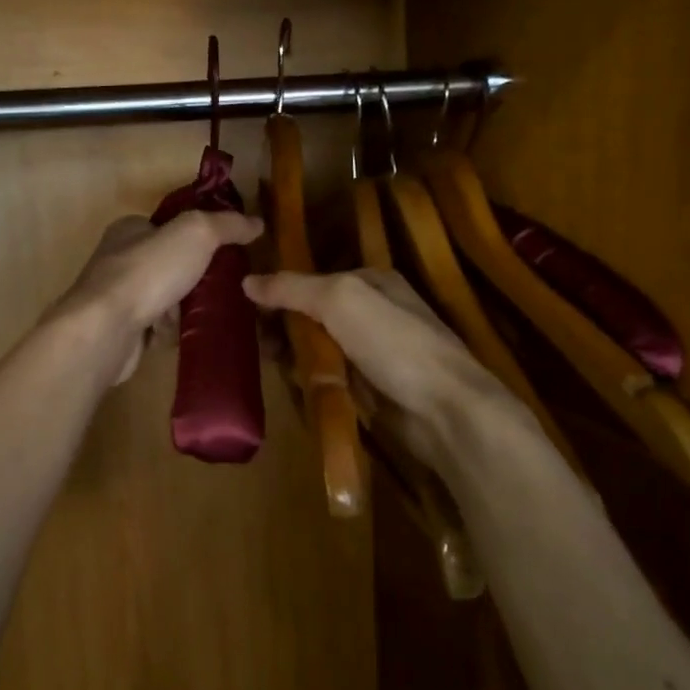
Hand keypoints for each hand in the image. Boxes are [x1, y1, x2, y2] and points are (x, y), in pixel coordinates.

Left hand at [54, 211, 263, 384]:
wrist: (107, 329)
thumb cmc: (148, 272)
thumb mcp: (196, 233)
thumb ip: (227, 225)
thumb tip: (257, 223)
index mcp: (129, 229)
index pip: (168, 225)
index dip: (198, 235)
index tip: (228, 250)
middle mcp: (118, 259)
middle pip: (169, 263)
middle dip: (196, 275)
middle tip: (227, 285)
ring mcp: (118, 297)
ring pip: (164, 297)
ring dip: (185, 306)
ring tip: (215, 312)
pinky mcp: (121, 330)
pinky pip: (156, 327)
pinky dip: (172, 331)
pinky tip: (190, 334)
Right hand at [242, 268, 522, 465]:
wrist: (442, 409)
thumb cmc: (393, 343)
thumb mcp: (340, 299)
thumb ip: (293, 288)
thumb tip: (246, 280)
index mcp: (370, 282)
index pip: (312, 279)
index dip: (280, 292)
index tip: (246, 308)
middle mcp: (371, 313)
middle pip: (312, 315)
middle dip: (283, 327)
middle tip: (255, 343)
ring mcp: (371, 353)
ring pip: (317, 349)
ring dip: (293, 356)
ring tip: (270, 364)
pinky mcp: (369, 388)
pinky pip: (328, 379)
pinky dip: (310, 381)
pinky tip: (293, 386)